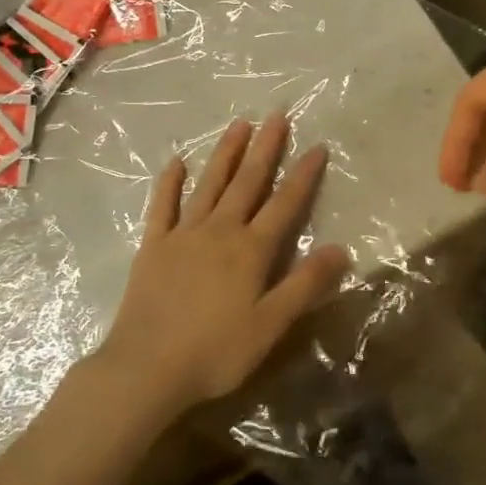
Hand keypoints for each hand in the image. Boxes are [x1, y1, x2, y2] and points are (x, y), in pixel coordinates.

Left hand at [98, 113, 349, 415]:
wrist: (146, 368)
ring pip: (209, 185)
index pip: (284, 205)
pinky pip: (162, 206)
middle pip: (247, 183)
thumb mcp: (270, 325)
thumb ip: (305, 285)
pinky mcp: (153, 246)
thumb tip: (340, 248)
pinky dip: (170, 183)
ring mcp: (183, 235)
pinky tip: (176, 162)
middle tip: (276, 116)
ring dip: (225, 154)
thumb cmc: (215, 352)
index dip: (302, 176)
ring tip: (238, 124)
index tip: (316, 146)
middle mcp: (219, 231)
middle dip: (264, 149)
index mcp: (250, 250)